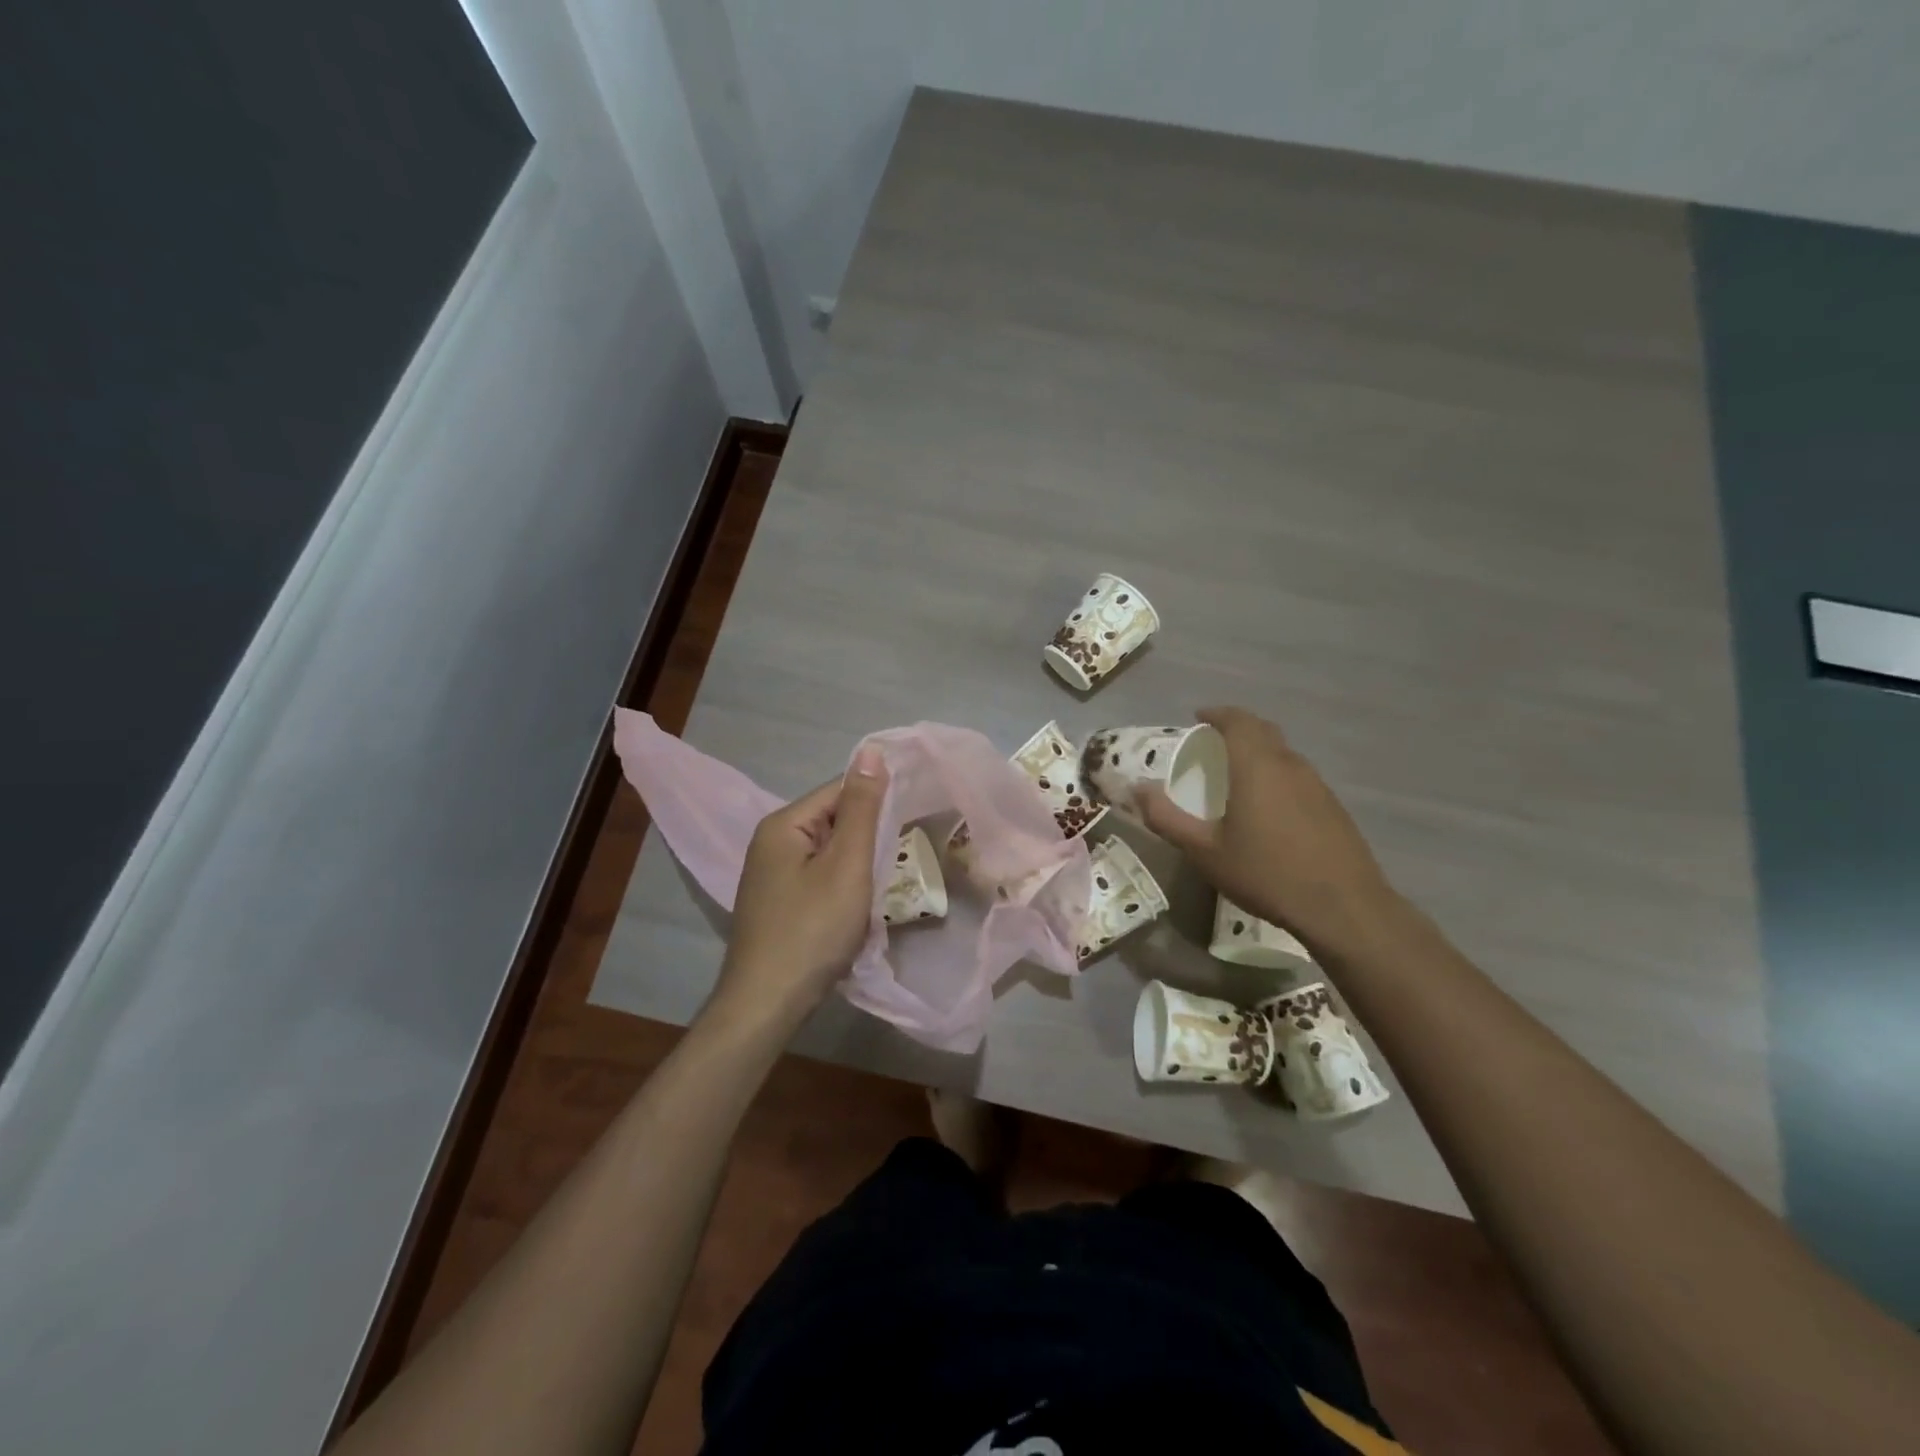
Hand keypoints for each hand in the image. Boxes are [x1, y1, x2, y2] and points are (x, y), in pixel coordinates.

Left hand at [709, 747, 889, 1030]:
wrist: (767, 1004)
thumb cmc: (812, 929)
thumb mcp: (847, 864)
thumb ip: (862, 807)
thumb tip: (871, 749)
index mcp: (784, 824)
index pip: (840, 790)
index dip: (878, 801)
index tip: (913, 818)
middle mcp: (771, 841)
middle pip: (833, 821)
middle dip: (868, 838)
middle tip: (903, 857)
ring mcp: (771, 875)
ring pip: (829, 853)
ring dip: (858, 865)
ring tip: (882, 884)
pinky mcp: (778, 903)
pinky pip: (819, 878)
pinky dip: (842, 887)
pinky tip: (857, 908)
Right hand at [1138, 707, 1399, 955]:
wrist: (1343, 908)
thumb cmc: (1266, 874)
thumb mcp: (1205, 852)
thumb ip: (1167, 818)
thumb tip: (1138, 790)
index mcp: (1257, 766)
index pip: (1238, 721)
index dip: (1217, 713)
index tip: (1198, 716)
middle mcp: (1290, 765)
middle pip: (1263, 730)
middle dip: (1237, 726)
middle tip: (1213, 740)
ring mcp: (1317, 784)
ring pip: (1283, 752)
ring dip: (1258, 750)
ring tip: (1236, 772)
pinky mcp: (1333, 806)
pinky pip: (1297, 774)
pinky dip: (1275, 773)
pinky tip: (1266, 805)